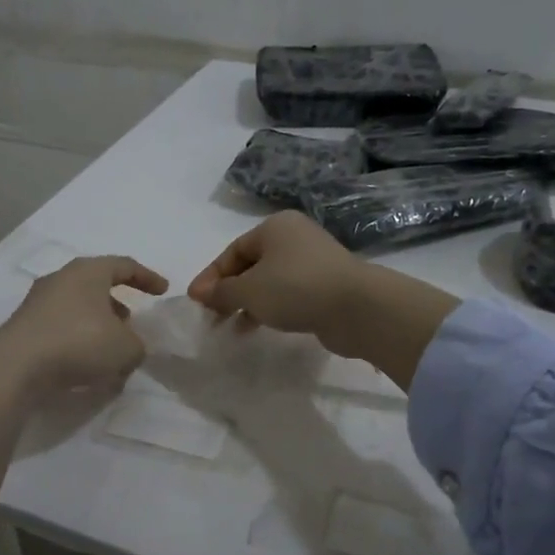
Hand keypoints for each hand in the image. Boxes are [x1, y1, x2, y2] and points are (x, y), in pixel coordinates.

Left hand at [0, 255, 168, 399]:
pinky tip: (85, 363)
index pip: (125, 265)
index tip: (163, 291)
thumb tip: (129, 346)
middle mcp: (61, 278)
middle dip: (118, 303)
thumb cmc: (79, 343)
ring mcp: (38, 301)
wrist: (16, 366)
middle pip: (97, 285)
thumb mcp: (126, 348)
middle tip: (132, 322)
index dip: (147, 278)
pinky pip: (61, 327)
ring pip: (78, 307)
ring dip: (97, 324)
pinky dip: (78, 339)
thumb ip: (137, 345)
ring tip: (110, 349)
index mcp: (89, 271)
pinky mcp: (24, 325)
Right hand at [188, 212, 459, 388]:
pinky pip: (290, 295)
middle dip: (229, 291)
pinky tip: (261, 327)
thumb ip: (221, 292)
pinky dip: (272, 308)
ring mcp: (314, 262)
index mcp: (275, 227)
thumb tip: (201, 293)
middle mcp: (295, 238)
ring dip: (249, 303)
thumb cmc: (295, 288)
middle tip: (213, 317)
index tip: (197, 301)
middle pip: (251, 265)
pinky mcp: (327, 286)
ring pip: (270, 281)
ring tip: (232, 327)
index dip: (211, 277)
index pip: (233, 251)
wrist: (357, 307)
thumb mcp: (249, 290)